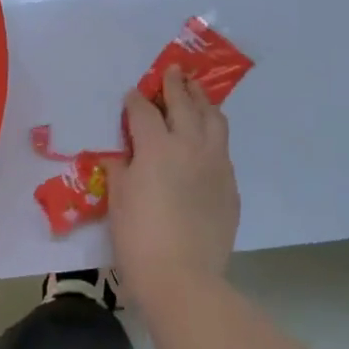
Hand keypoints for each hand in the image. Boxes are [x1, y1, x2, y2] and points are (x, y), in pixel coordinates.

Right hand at [105, 66, 240, 305]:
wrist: (182, 277)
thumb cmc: (138, 238)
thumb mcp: (118, 199)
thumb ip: (120, 169)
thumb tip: (121, 155)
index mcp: (156, 147)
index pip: (144, 111)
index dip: (136, 100)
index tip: (132, 95)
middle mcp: (189, 145)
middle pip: (184, 104)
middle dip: (176, 85)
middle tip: (173, 71)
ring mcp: (216, 164)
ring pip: (214, 120)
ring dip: (202, 102)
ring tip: (197, 93)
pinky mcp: (230, 184)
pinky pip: (222, 149)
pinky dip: (213, 134)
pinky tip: (206, 140)